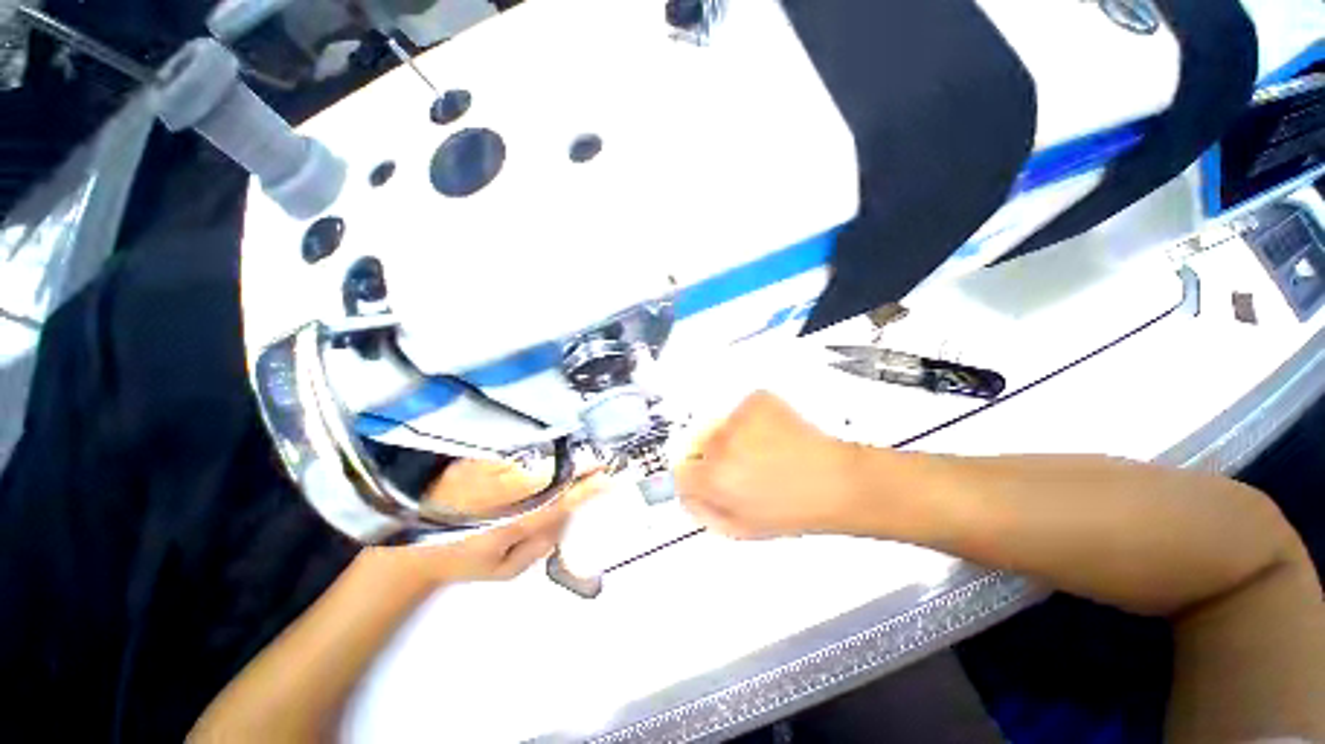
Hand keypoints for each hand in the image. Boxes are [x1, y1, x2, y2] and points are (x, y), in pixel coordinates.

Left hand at [369, 459, 606, 585]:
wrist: (408, 548)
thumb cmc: (464, 562)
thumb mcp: (507, 570)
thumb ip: (541, 545)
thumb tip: (568, 515)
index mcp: (510, 525)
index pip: (558, 503)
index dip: (586, 490)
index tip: (608, 477)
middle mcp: (500, 495)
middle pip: (549, 473)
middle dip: (578, 465)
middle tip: (599, 459)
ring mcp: (484, 474)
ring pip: (532, 458)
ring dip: (559, 453)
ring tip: (578, 450)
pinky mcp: (472, 460)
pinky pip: (511, 449)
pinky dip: (533, 448)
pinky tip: (545, 447)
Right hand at [677, 391, 862, 538]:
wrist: (837, 481)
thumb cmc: (796, 508)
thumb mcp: (741, 528)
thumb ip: (703, 511)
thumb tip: (686, 494)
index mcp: (715, 478)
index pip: (681, 471)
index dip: (696, 477)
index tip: (707, 478)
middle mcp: (722, 444)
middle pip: (701, 446)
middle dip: (717, 456)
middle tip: (747, 467)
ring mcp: (741, 418)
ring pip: (723, 427)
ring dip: (737, 438)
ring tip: (767, 453)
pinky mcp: (758, 401)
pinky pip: (743, 411)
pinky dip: (753, 421)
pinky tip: (774, 437)